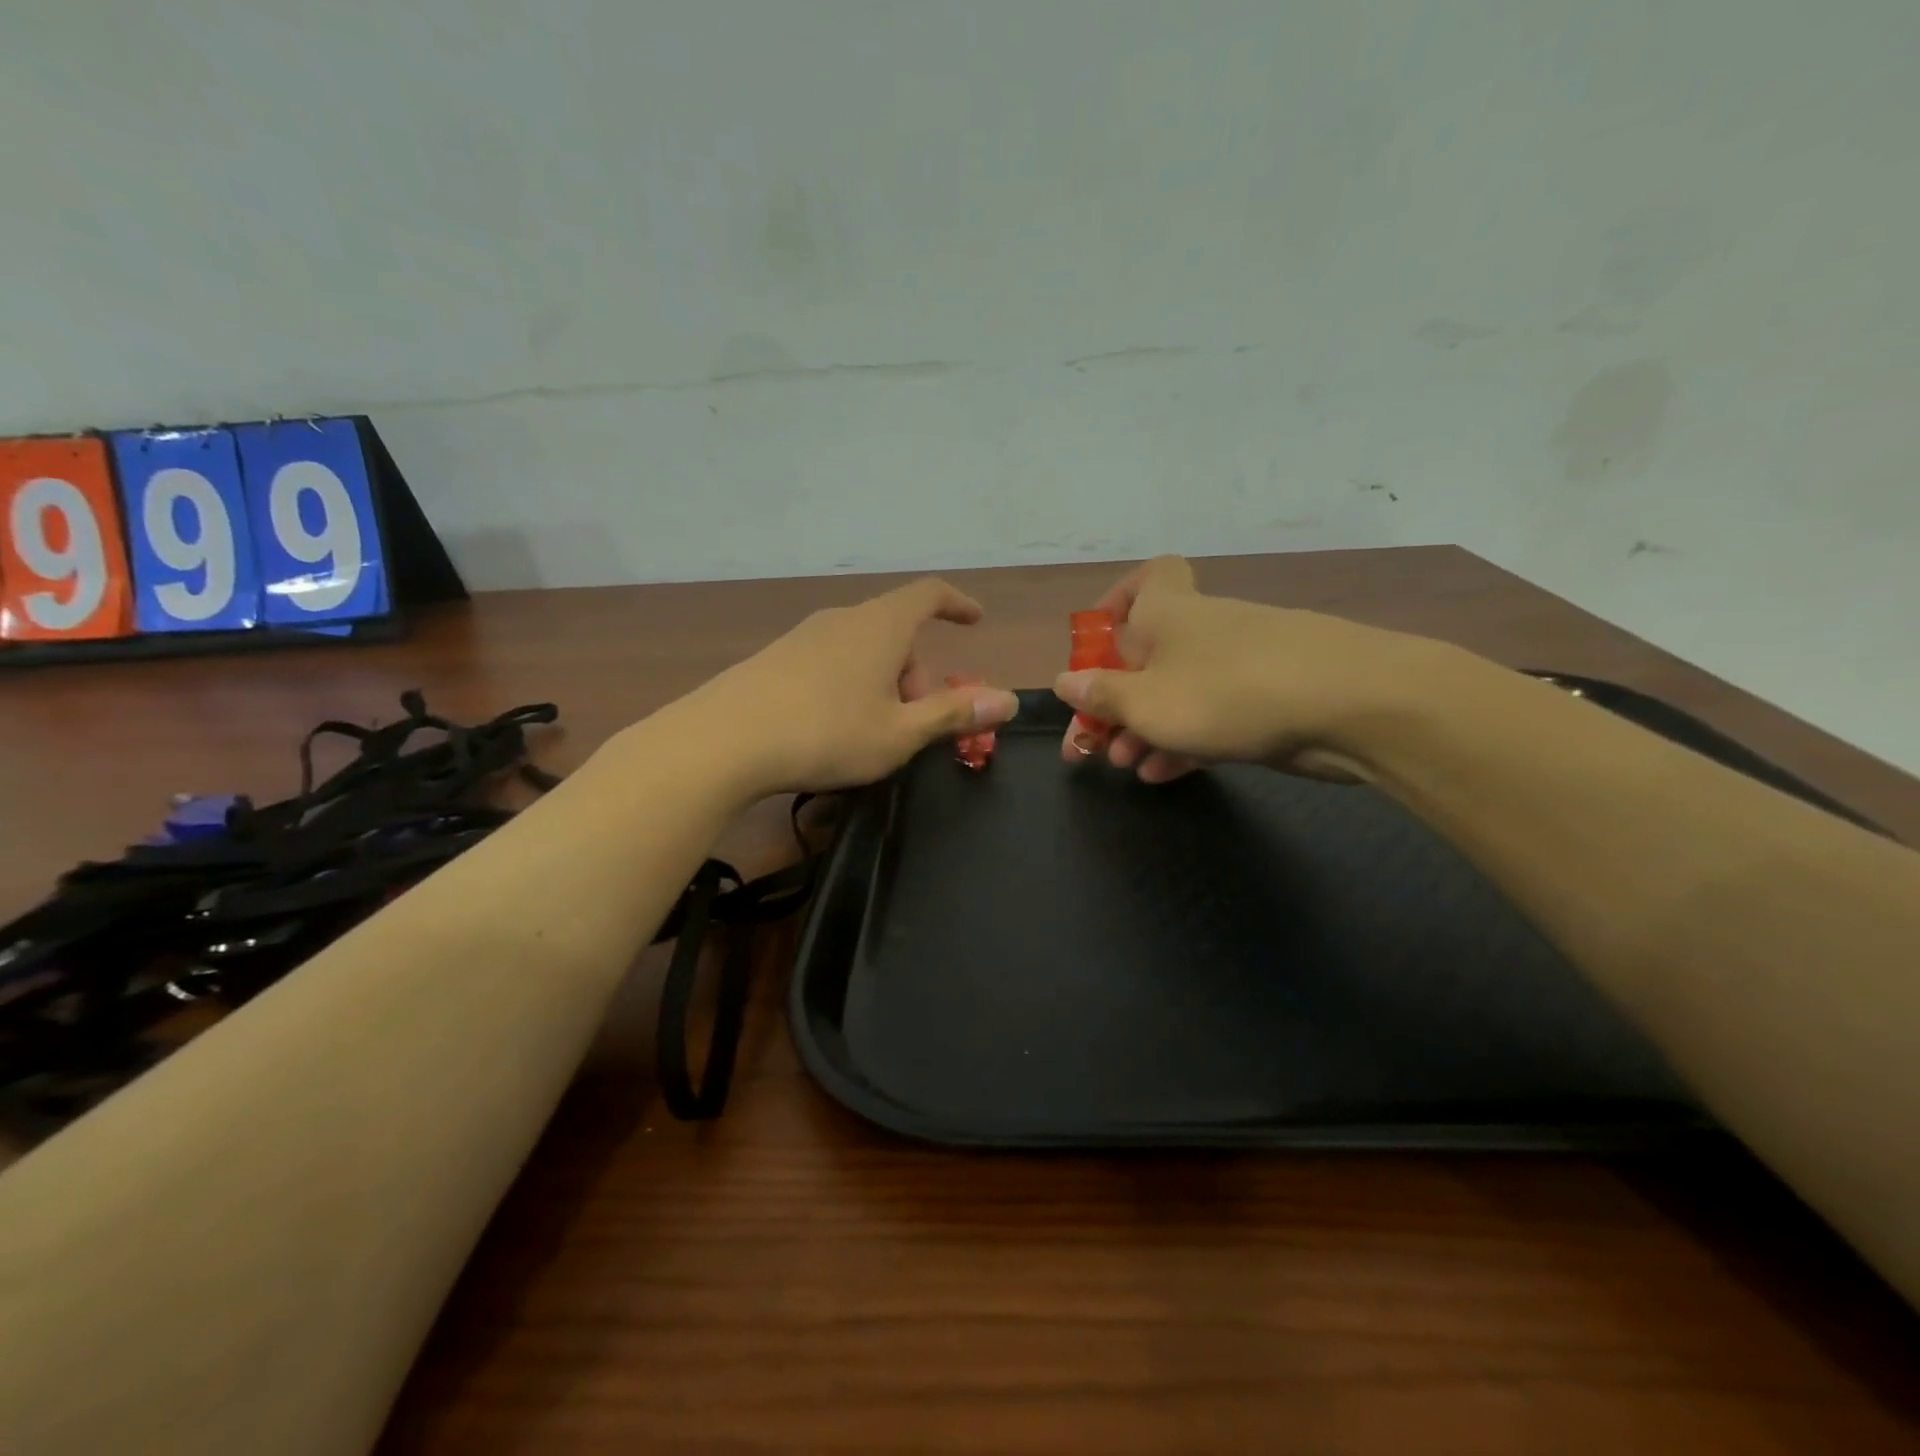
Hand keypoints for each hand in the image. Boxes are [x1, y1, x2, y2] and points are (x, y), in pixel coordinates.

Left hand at [685, 578, 1018, 795]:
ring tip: (874, 732)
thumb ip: (954, 713)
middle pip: (896, 632)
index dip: (957, 604)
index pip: (928, 594)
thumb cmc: (826, 733)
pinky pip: (830, 662)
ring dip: (883, 683)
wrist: (722, 742)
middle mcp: (842, 620)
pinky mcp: (774, 659)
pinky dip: (849, 685)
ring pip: (862, 649)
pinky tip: (831, 728)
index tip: (975, 621)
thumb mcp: (900, 733)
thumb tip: (1008, 700)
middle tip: (917, 723)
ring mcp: (803, 637)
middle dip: (917, 673)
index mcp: (880, 626)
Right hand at [1053, 556, 1431, 781]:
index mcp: (1168, 613)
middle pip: (1148, 653)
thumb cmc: (1228, 693)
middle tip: (1092, 743)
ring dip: (1145, 727)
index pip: (1148, 578)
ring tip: (1124, 764)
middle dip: (1116, 698)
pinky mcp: (1266, 699)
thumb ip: (1101, 694)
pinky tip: (1162, 775)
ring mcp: (1238, 665)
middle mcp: (1202, 630)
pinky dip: (1184, 740)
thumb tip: (1064, 680)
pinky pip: (1211, 715)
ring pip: (1177, 691)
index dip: (1118, 599)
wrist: (1351, 706)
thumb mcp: (1147, 702)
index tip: (1097, 641)